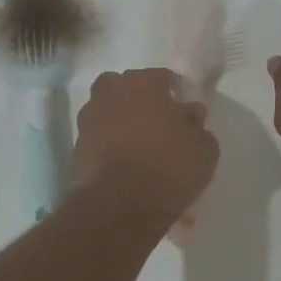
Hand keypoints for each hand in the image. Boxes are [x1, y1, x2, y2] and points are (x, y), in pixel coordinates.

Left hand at [71, 68, 219, 222]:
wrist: (122, 202)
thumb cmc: (170, 166)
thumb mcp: (203, 148)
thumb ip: (196, 124)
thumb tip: (189, 114)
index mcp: (144, 82)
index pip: (163, 77)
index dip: (175, 93)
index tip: (184, 112)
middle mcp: (112, 92)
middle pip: (127, 88)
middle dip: (140, 100)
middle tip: (157, 124)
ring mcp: (89, 119)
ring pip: (107, 111)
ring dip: (120, 122)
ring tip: (137, 146)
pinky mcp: (77, 146)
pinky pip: (98, 138)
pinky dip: (107, 145)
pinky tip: (122, 163)